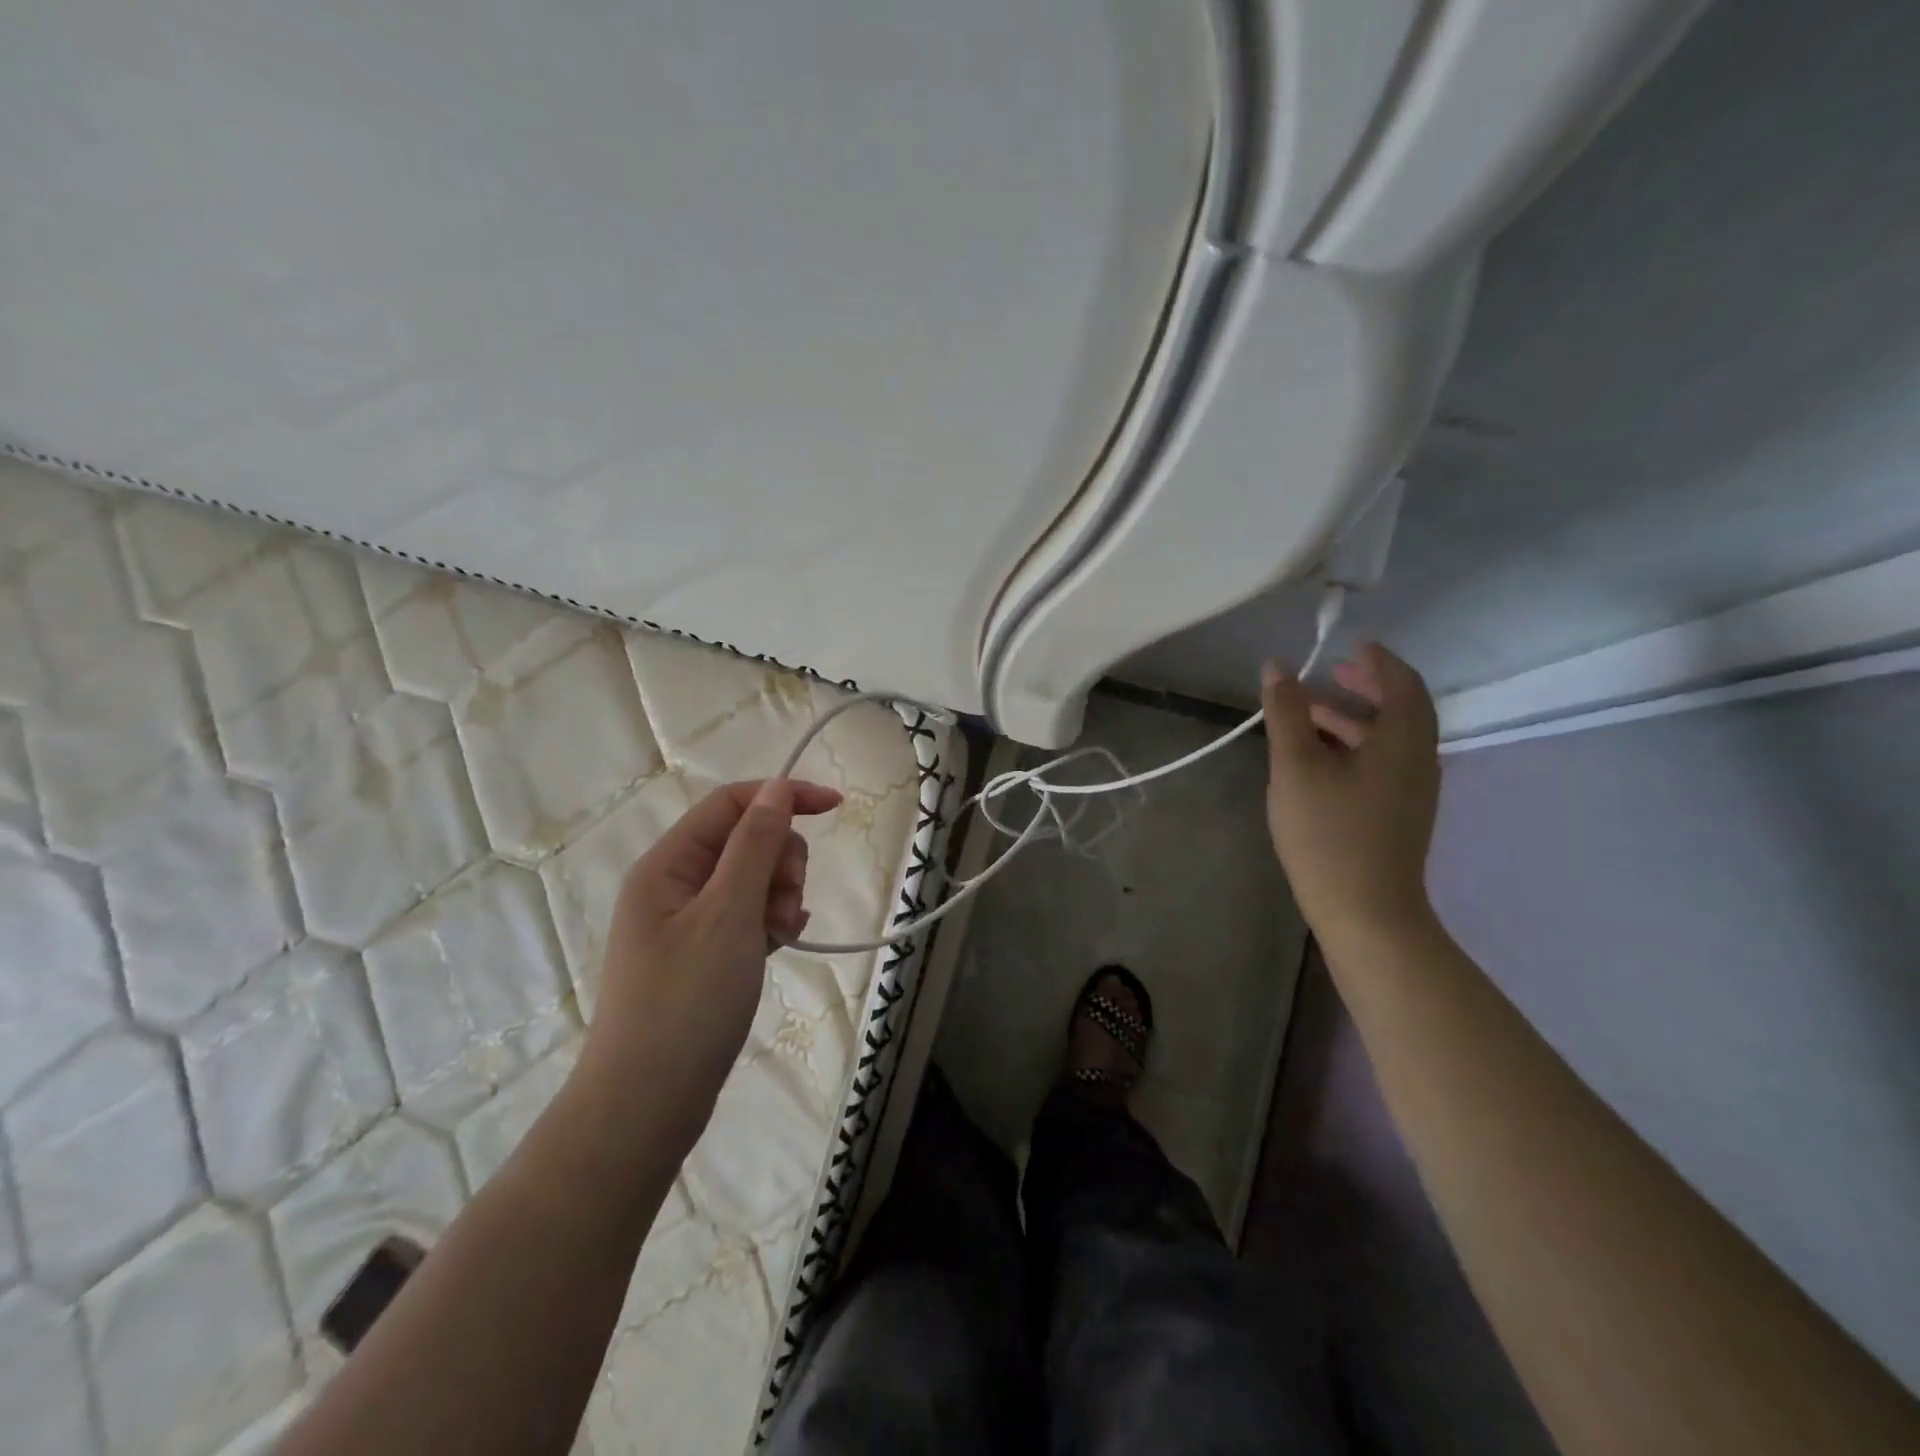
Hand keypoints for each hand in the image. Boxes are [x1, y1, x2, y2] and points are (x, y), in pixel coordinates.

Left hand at [578, 778, 842, 1152]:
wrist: (647, 1104)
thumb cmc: (687, 1001)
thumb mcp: (728, 914)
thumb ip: (754, 845)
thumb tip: (775, 788)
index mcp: (667, 864)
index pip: (731, 803)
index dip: (783, 796)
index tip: (836, 808)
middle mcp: (672, 884)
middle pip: (745, 840)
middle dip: (780, 861)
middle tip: (786, 905)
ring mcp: (685, 921)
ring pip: (751, 878)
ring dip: (779, 895)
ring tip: (782, 935)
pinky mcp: (701, 953)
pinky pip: (746, 914)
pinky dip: (770, 920)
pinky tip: (783, 941)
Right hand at [1261, 642, 1439, 945]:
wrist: (1365, 913)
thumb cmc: (1329, 834)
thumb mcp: (1296, 768)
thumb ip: (1286, 714)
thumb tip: (1278, 667)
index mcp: (1402, 742)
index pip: (1402, 683)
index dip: (1378, 660)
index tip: (1349, 645)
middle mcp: (1419, 760)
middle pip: (1401, 709)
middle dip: (1366, 686)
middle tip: (1330, 675)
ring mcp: (1413, 791)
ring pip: (1390, 739)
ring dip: (1355, 718)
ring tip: (1310, 715)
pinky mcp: (1399, 814)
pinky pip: (1384, 763)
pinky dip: (1357, 746)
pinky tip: (1319, 760)